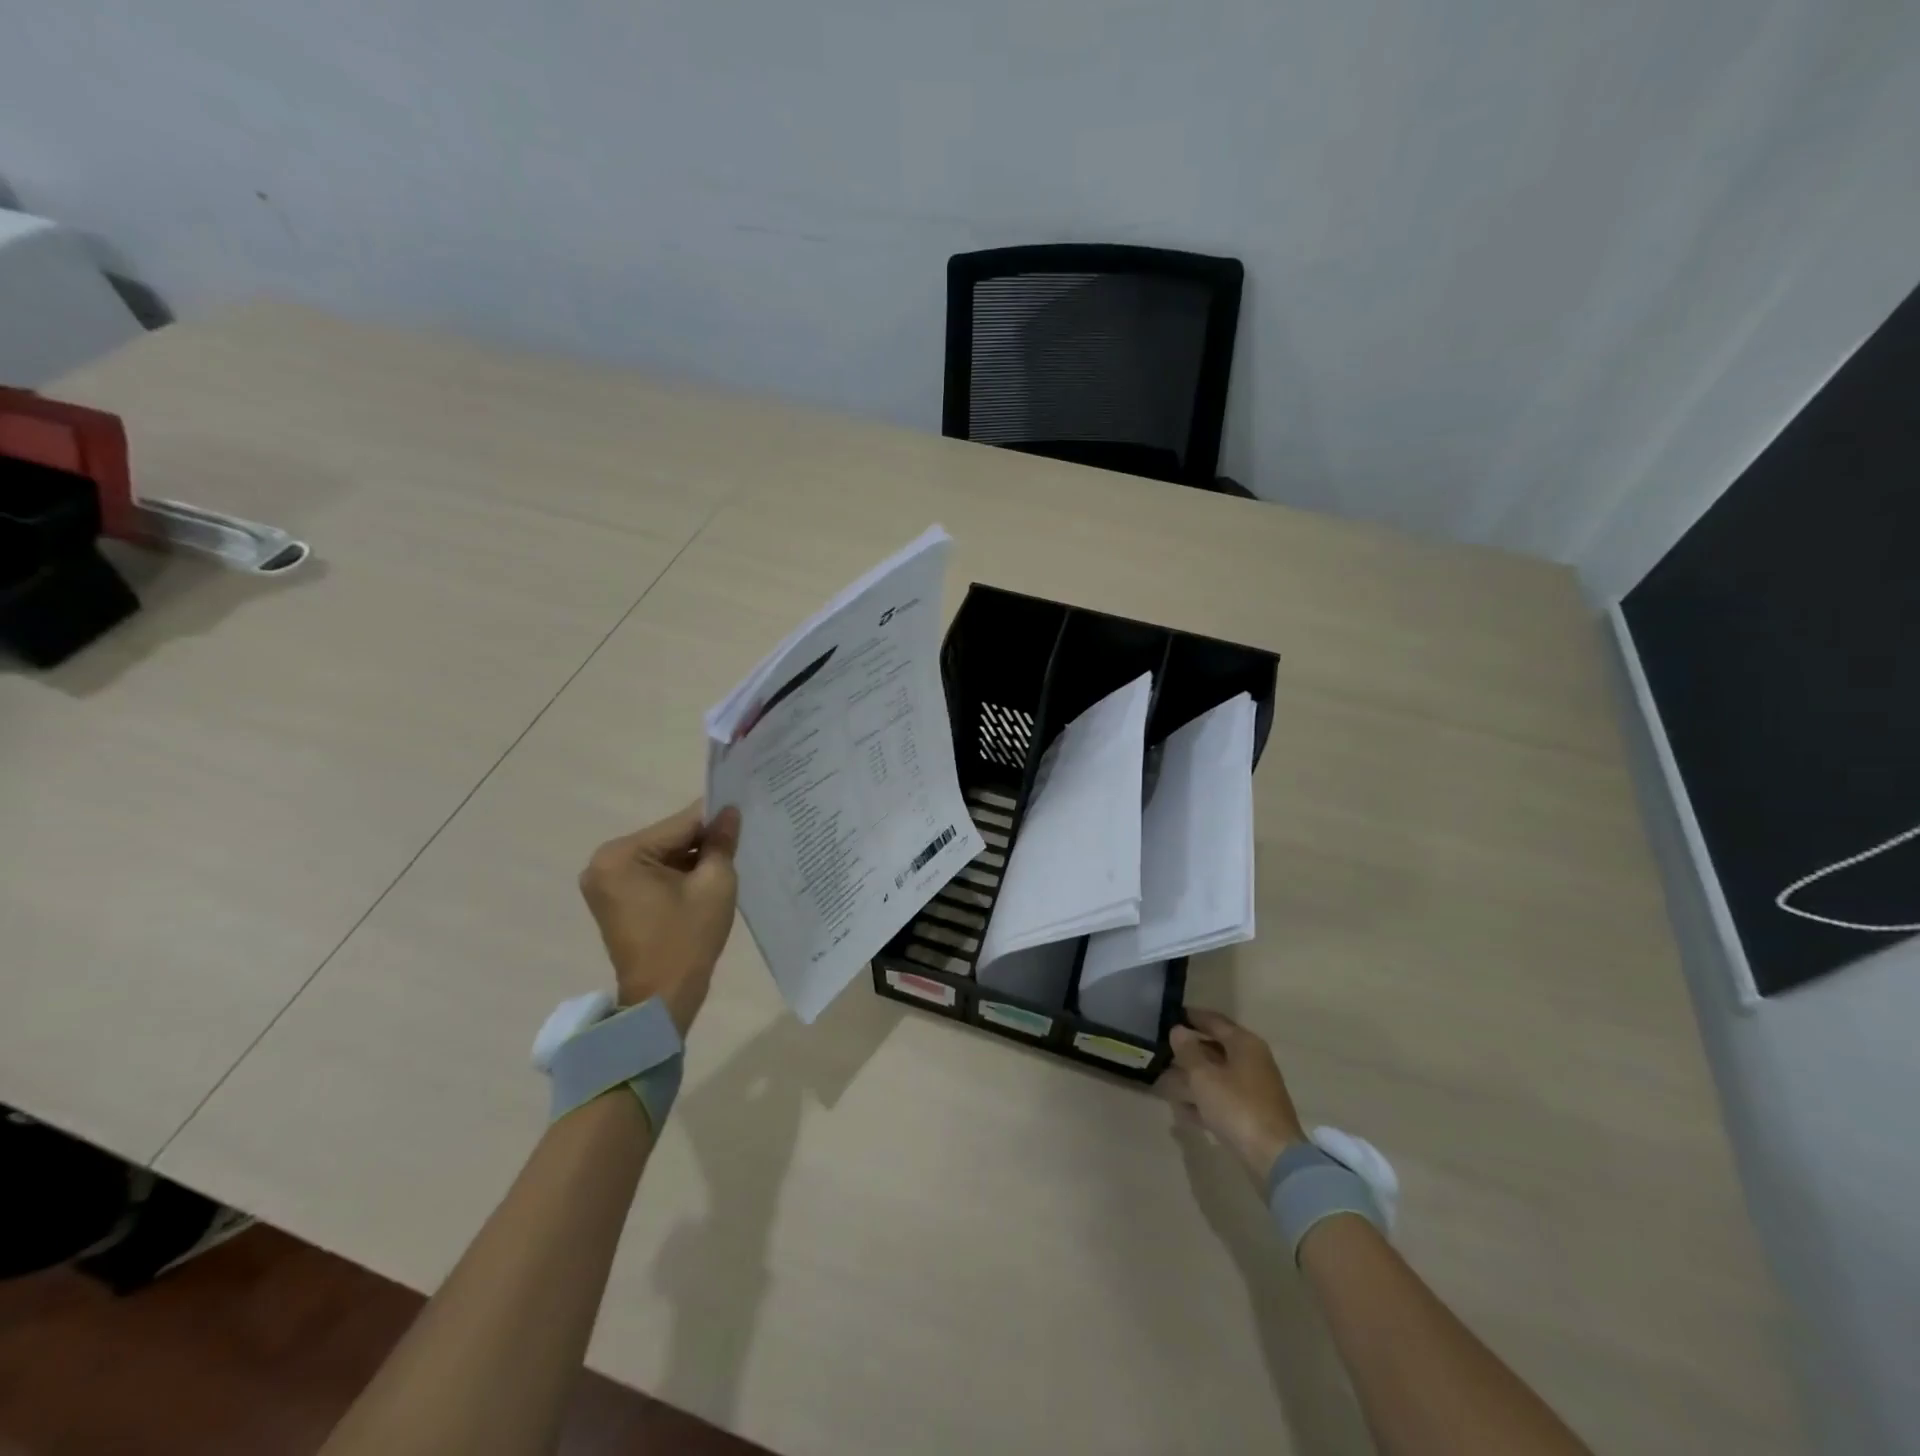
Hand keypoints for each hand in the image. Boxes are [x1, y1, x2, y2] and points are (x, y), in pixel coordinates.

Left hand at [578, 802, 740, 1034]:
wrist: (662, 999)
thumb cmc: (687, 939)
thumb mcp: (715, 884)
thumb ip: (722, 842)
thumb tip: (730, 812)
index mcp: (622, 854)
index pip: (680, 823)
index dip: (716, 820)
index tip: (745, 816)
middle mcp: (604, 862)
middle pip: (669, 838)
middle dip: (703, 842)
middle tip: (739, 844)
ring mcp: (605, 882)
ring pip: (662, 856)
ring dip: (691, 859)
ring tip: (725, 864)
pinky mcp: (613, 899)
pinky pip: (652, 874)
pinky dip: (677, 875)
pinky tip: (704, 882)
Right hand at [1165, 1008, 1306, 1179]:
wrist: (1274, 1158)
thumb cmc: (1236, 1106)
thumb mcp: (1204, 1076)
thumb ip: (1188, 1051)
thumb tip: (1178, 1030)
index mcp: (1245, 1044)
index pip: (1214, 1021)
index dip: (1191, 1016)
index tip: (1169, 1014)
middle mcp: (1252, 1061)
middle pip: (1216, 1048)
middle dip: (1189, 1050)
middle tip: (1162, 1048)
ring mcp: (1254, 1089)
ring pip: (1217, 1075)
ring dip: (1193, 1076)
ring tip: (1164, 1078)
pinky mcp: (1252, 1114)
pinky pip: (1222, 1098)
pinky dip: (1203, 1100)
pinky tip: (1182, 1109)